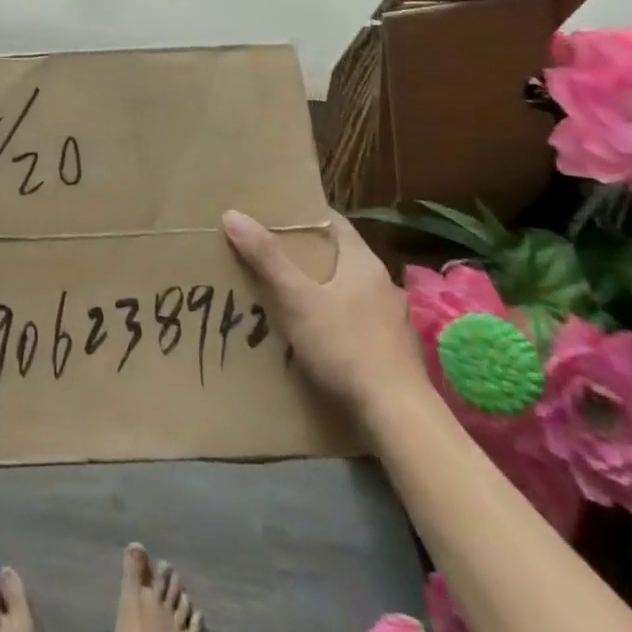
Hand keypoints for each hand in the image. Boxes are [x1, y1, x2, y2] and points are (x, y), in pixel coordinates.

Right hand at [221, 209, 425, 418]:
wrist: (398, 417)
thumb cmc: (346, 346)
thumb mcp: (297, 298)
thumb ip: (266, 257)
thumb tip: (233, 214)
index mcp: (362, 261)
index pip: (332, 221)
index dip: (301, 214)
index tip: (270, 213)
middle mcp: (380, 283)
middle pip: (335, 255)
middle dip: (302, 253)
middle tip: (264, 251)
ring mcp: (389, 318)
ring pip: (344, 288)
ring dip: (316, 287)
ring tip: (281, 292)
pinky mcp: (390, 349)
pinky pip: (351, 318)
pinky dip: (329, 317)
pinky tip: (310, 332)